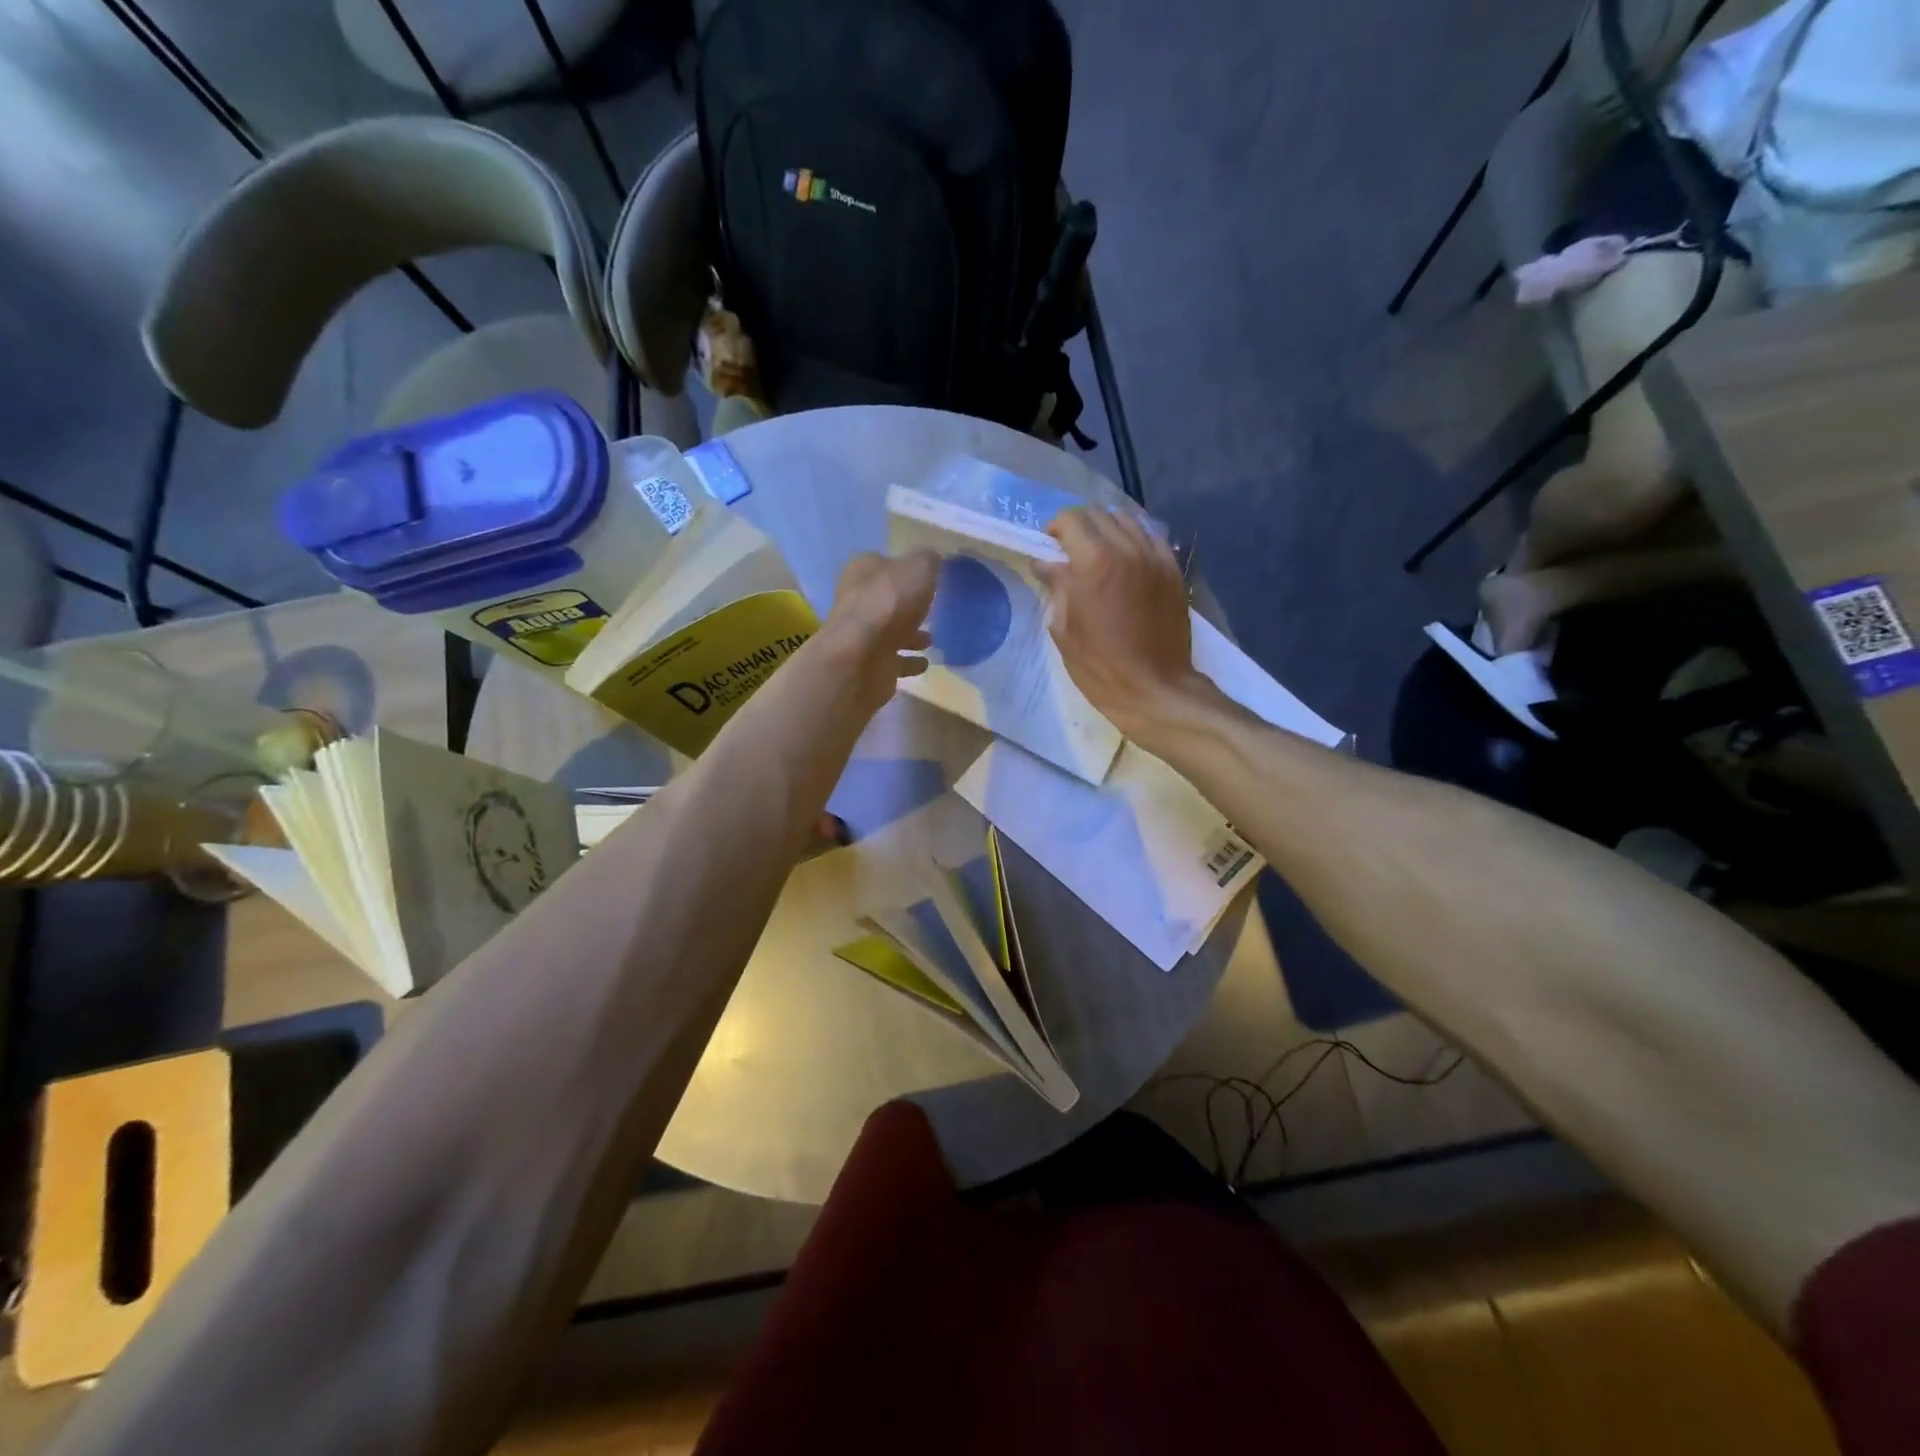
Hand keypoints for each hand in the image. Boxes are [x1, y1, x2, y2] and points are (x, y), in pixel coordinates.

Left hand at [817, 549, 938, 716]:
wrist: (862, 657)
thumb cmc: (890, 602)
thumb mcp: (918, 567)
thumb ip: (927, 560)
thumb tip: (931, 560)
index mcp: (863, 572)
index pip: (882, 564)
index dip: (902, 568)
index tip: (924, 577)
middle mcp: (858, 601)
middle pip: (886, 599)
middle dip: (907, 605)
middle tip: (930, 609)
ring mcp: (862, 636)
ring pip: (890, 632)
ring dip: (909, 635)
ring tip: (931, 640)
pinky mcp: (870, 665)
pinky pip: (894, 661)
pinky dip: (908, 661)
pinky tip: (925, 663)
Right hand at [1033, 507, 1205, 736]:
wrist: (1154, 688)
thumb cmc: (1099, 665)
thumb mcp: (1065, 629)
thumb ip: (1057, 588)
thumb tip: (1046, 564)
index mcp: (1094, 562)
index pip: (1071, 520)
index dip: (1055, 528)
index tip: (1049, 545)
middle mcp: (1127, 549)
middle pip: (1100, 514)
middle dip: (1080, 525)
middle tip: (1070, 548)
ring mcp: (1155, 557)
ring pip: (1129, 520)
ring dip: (1108, 529)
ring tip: (1100, 551)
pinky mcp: (1173, 570)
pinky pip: (1153, 538)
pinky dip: (1135, 539)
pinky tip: (1127, 559)